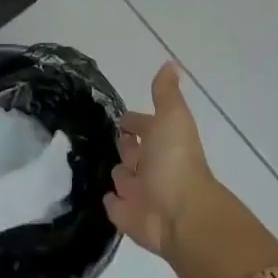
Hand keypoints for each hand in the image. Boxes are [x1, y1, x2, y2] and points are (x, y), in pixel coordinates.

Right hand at [107, 63, 219, 255]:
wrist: (180, 214)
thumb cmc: (175, 161)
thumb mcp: (172, 118)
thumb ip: (166, 93)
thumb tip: (171, 62)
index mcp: (161, 141)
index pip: (143, 126)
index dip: (134, 121)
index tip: (120, 118)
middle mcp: (151, 165)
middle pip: (132, 151)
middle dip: (124, 145)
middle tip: (104, 139)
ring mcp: (139, 192)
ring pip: (122, 177)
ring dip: (116, 172)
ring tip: (97, 164)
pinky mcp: (126, 215)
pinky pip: (114, 205)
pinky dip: (110, 199)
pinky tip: (100, 193)